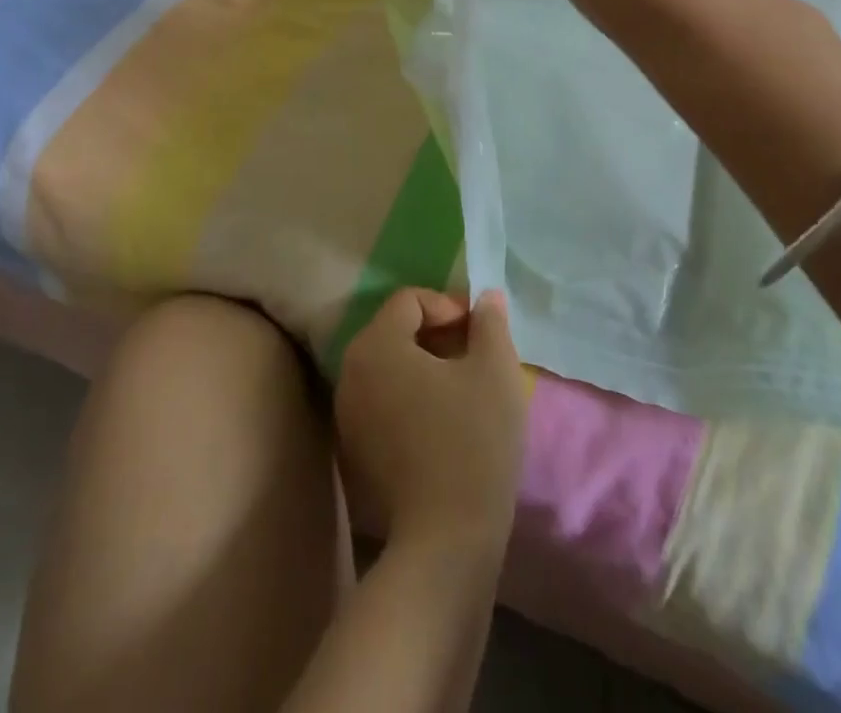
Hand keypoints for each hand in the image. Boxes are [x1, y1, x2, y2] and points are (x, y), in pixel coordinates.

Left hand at [334, 288, 526, 554]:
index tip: (479, 332)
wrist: (444, 543)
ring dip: (424, 367)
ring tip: (462, 389)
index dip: (448, 305)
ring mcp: (345, 416)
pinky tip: (441, 424)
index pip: (410, 300)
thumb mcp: (495, 370)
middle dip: (436, 335)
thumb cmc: (472, 440)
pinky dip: (409, 399)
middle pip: (394, 331)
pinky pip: (381, 403)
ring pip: (388, 369)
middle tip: (474, 356)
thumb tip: (485, 298)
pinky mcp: (352, 453)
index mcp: (376, 345)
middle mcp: (349, 373)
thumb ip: (490, 323)